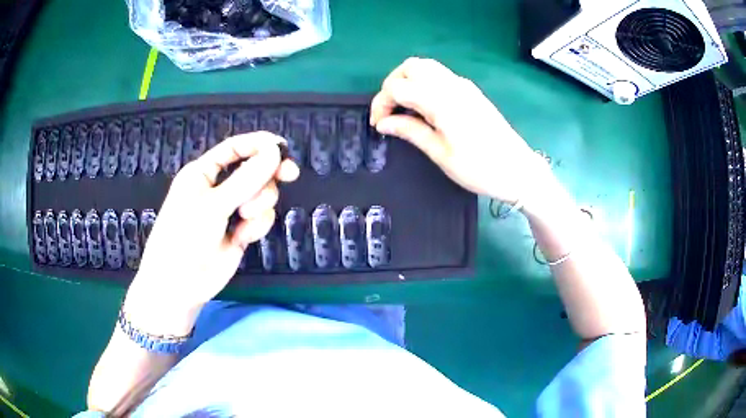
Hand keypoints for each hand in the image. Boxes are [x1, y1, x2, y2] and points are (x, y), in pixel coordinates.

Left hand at [124, 132, 298, 331]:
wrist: (180, 284)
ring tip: (244, 218)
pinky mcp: (241, 231)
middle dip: (267, 176)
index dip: (259, 144)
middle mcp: (219, 188)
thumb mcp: (213, 204)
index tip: (284, 148)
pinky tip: (242, 237)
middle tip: (289, 175)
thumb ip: (246, 178)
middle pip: (254, 170)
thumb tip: (276, 151)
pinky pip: (261, 219)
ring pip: (262, 196)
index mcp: (204, 172)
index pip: (235, 148)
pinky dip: (256, 226)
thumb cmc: (185, 237)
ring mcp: (231, 210)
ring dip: (259, 205)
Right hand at [370, 57, 551, 205]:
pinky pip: (439, 76)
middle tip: (389, 110)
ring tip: (403, 109)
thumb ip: (411, 131)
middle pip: (411, 66)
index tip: (378, 125)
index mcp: (442, 101)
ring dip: (407, 81)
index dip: (381, 103)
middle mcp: (452, 85)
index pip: (398, 87)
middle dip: (392, 84)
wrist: (518, 170)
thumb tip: (383, 123)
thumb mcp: (441, 154)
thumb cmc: (480, 168)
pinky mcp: (470, 91)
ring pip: (426, 67)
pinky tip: (423, 107)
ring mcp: (463, 85)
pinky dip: (423, 83)